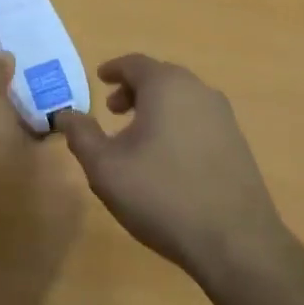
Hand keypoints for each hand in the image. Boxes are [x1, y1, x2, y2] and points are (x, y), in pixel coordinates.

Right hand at [55, 55, 286, 278]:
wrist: (235, 240)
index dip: (113, 69)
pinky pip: (199, 119)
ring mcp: (224, 116)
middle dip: (134, 90)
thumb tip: (65, 114)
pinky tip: (168, 158)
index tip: (100, 78)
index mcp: (166, 86)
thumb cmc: (162, 196)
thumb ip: (81, 135)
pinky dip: (178, 124)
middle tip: (113, 111)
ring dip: (156, 108)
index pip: (135, 63)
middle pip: (161, 77)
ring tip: (137, 137)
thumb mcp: (106, 168)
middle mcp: (199, 91)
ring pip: (182, 99)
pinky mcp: (238, 142)